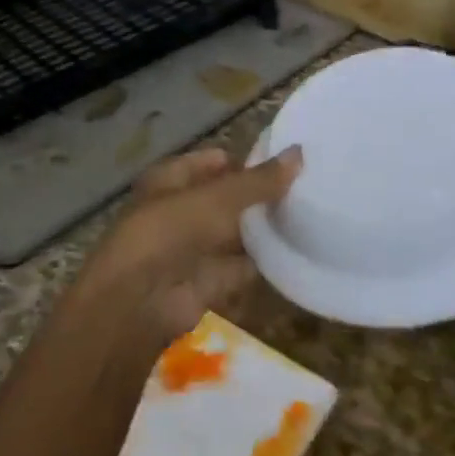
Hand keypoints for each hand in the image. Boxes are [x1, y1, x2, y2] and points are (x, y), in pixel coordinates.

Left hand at [64, 145, 302, 348]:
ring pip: (237, 234)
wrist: (140, 302)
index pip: (213, 162)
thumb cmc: (169, 233)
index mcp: (171, 180)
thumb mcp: (216, 199)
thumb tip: (299, 153)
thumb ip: (258, 181)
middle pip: (227, 199)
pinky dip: (266, 264)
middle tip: (309, 189)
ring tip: (314, 216)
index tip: (289, 161)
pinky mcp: (209, 282)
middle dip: (260, 196)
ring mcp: (194, 249)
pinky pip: (243, 268)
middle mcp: (181, 211)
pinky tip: (300, 254)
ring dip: (265, 230)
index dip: (246, 160)